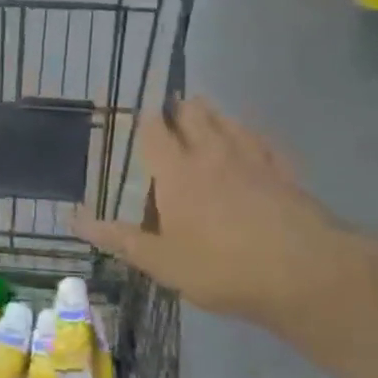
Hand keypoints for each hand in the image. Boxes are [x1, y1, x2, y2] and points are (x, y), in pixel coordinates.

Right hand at [72, 98, 376, 329]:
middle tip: (171, 104)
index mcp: (176, 172)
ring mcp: (251, 159)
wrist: (304, 273)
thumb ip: (119, 238)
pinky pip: (262, 140)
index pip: (155, 131)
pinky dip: (250, 132)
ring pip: (228, 122)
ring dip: (212, 112)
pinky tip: (252, 135)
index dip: (144, 116)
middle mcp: (211, 154)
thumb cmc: (221, 267)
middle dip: (179, 107)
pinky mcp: (284, 171)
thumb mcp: (161, 261)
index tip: (137, 106)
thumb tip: (73, 219)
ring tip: (203, 106)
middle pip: (194, 116)